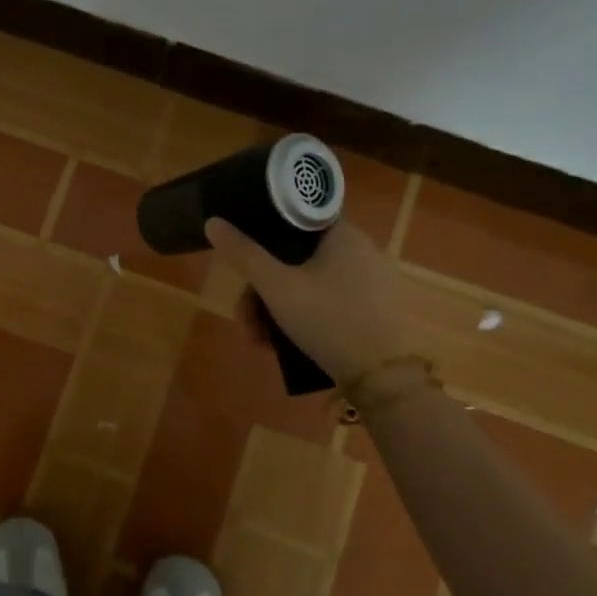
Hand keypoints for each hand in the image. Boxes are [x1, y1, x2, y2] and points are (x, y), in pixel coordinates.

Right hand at [205, 218, 408, 391]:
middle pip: (295, 258)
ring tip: (258, 341)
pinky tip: (282, 345)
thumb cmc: (328, 319)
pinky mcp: (373, 312)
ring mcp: (370, 284)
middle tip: (245, 320)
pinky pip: (327, 303)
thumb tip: (213, 222)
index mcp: (343, 234)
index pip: (297, 216)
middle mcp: (361, 251)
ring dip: (275, 310)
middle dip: (261, 290)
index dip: (264, 232)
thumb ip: (244, 254)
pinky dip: (301, 318)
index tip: (245, 258)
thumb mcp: (277, 287)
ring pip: (307, 285)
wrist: (383, 379)